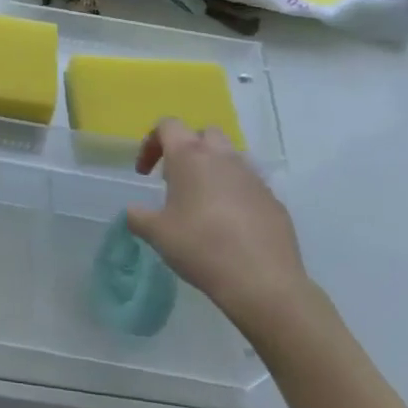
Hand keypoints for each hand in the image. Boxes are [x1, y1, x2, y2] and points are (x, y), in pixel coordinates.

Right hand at [127, 120, 312, 339]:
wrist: (262, 281)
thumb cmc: (201, 247)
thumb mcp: (156, 234)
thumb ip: (138, 216)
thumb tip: (134, 212)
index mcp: (190, 156)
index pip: (168, 125)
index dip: (151, 143)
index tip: (145, 173)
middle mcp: (223, 158)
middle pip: (204, 134)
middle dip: (188, 149)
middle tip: (176, 179)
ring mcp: (253, 177)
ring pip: (230, 158)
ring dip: (214, 170)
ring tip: (203, 202)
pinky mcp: (273, 199)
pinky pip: (249, 185)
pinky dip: (236, 194)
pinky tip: (230, 225)